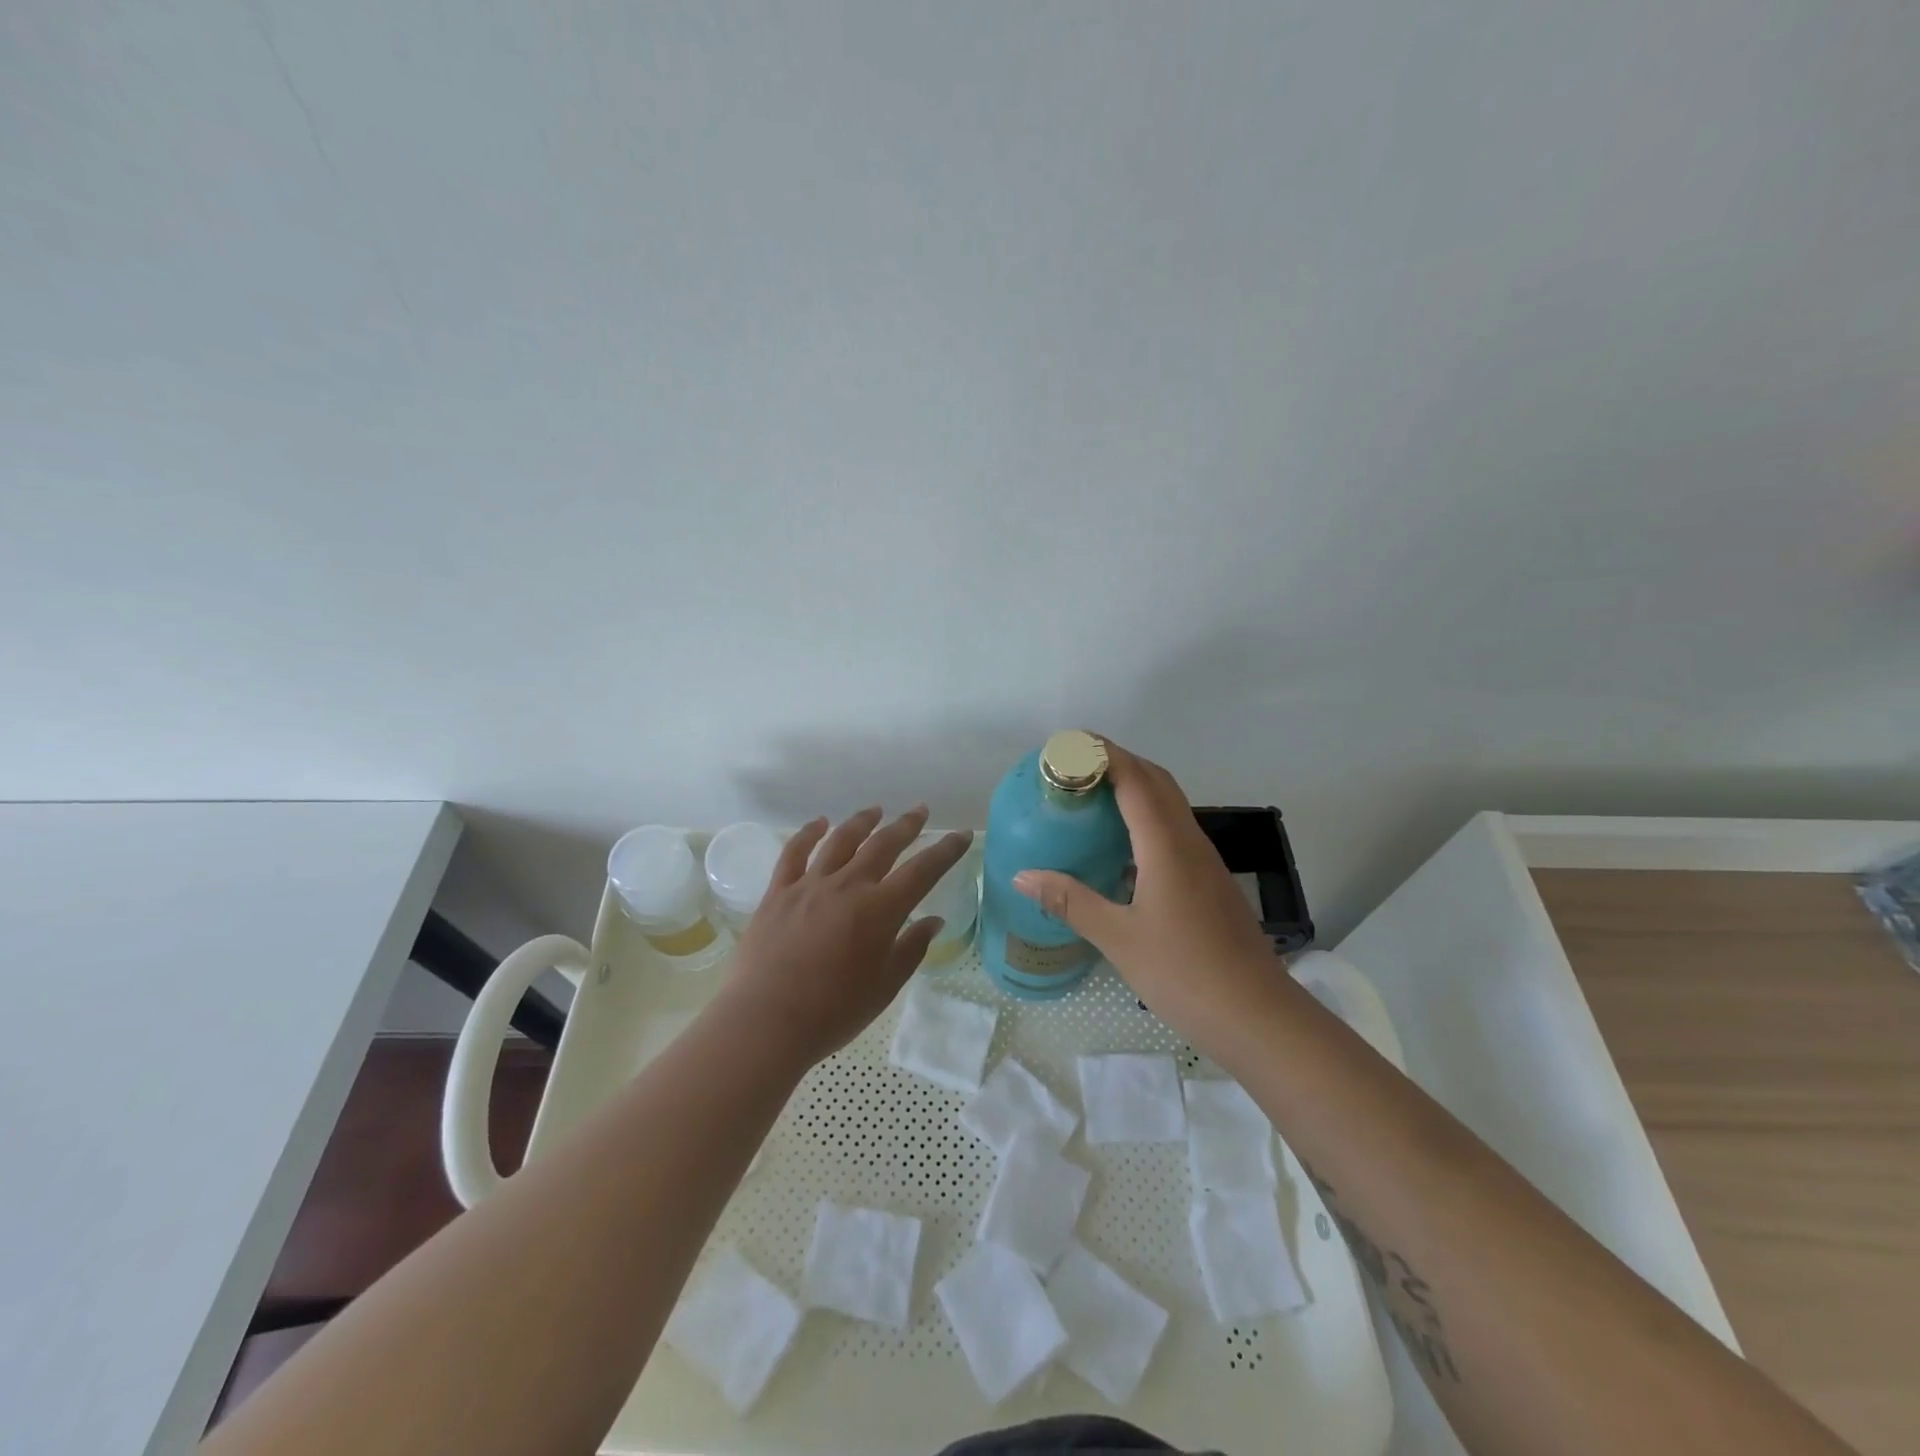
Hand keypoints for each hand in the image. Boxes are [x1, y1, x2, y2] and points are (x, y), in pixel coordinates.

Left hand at [721, 807, 972, 1066]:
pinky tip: (819, 823)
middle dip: (906, 825)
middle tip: (920, 811)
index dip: (946, 850)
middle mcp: (848, 886)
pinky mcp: (778, 893)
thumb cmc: (834, 1011)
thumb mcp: (885, 985)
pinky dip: (808, 834)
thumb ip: (911, 948)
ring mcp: (810, 885)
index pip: (923, 870)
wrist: (767, 1022)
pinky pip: (794, 853)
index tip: (962, 834)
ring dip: (862, 822)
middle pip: (883, 844)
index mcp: (881, 909)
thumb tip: (933, 921)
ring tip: (875, 810)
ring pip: (840, 840)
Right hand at [1013, 738, 1278, 1050]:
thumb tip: (1023, 875)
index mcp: (1166, 845)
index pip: (1134, 779)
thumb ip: (1070, 902)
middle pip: (1156, 781)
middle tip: (1074, 765)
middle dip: (1117, 761)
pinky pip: (1174, 829)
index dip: (1103, 753)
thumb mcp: (1118, 938)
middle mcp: (1189, 841)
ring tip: (1092, 795)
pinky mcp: (1210, 881)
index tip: (1069, 742)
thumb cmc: (1185, 973)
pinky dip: (1146, 816)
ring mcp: (1204, 861)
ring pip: (1169, 804)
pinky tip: (1123, 844)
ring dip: (1134, 786)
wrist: (1257, 1015)